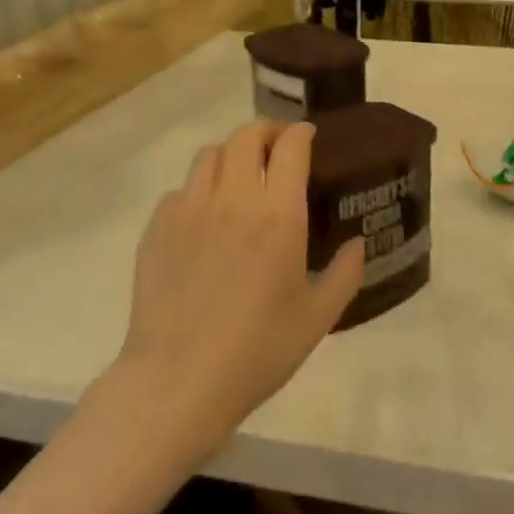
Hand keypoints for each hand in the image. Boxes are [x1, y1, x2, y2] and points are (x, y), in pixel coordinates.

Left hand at [118, 122, 363, 453]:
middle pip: (245, 136)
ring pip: (209, 155)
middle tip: (278, 147)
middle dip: (266, 131)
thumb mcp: (318, 318)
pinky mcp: (156, 229)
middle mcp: (233, 200)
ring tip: (241, 175)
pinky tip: (205, 216)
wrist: (178, 382)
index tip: (309, 136)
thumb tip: (357, 244)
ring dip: (231, 154)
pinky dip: (199, 189)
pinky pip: (180, 190)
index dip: (301, 133)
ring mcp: (189, 210)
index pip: (289, 146)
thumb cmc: (257, 351)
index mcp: (278, 215)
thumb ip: (345, 274)